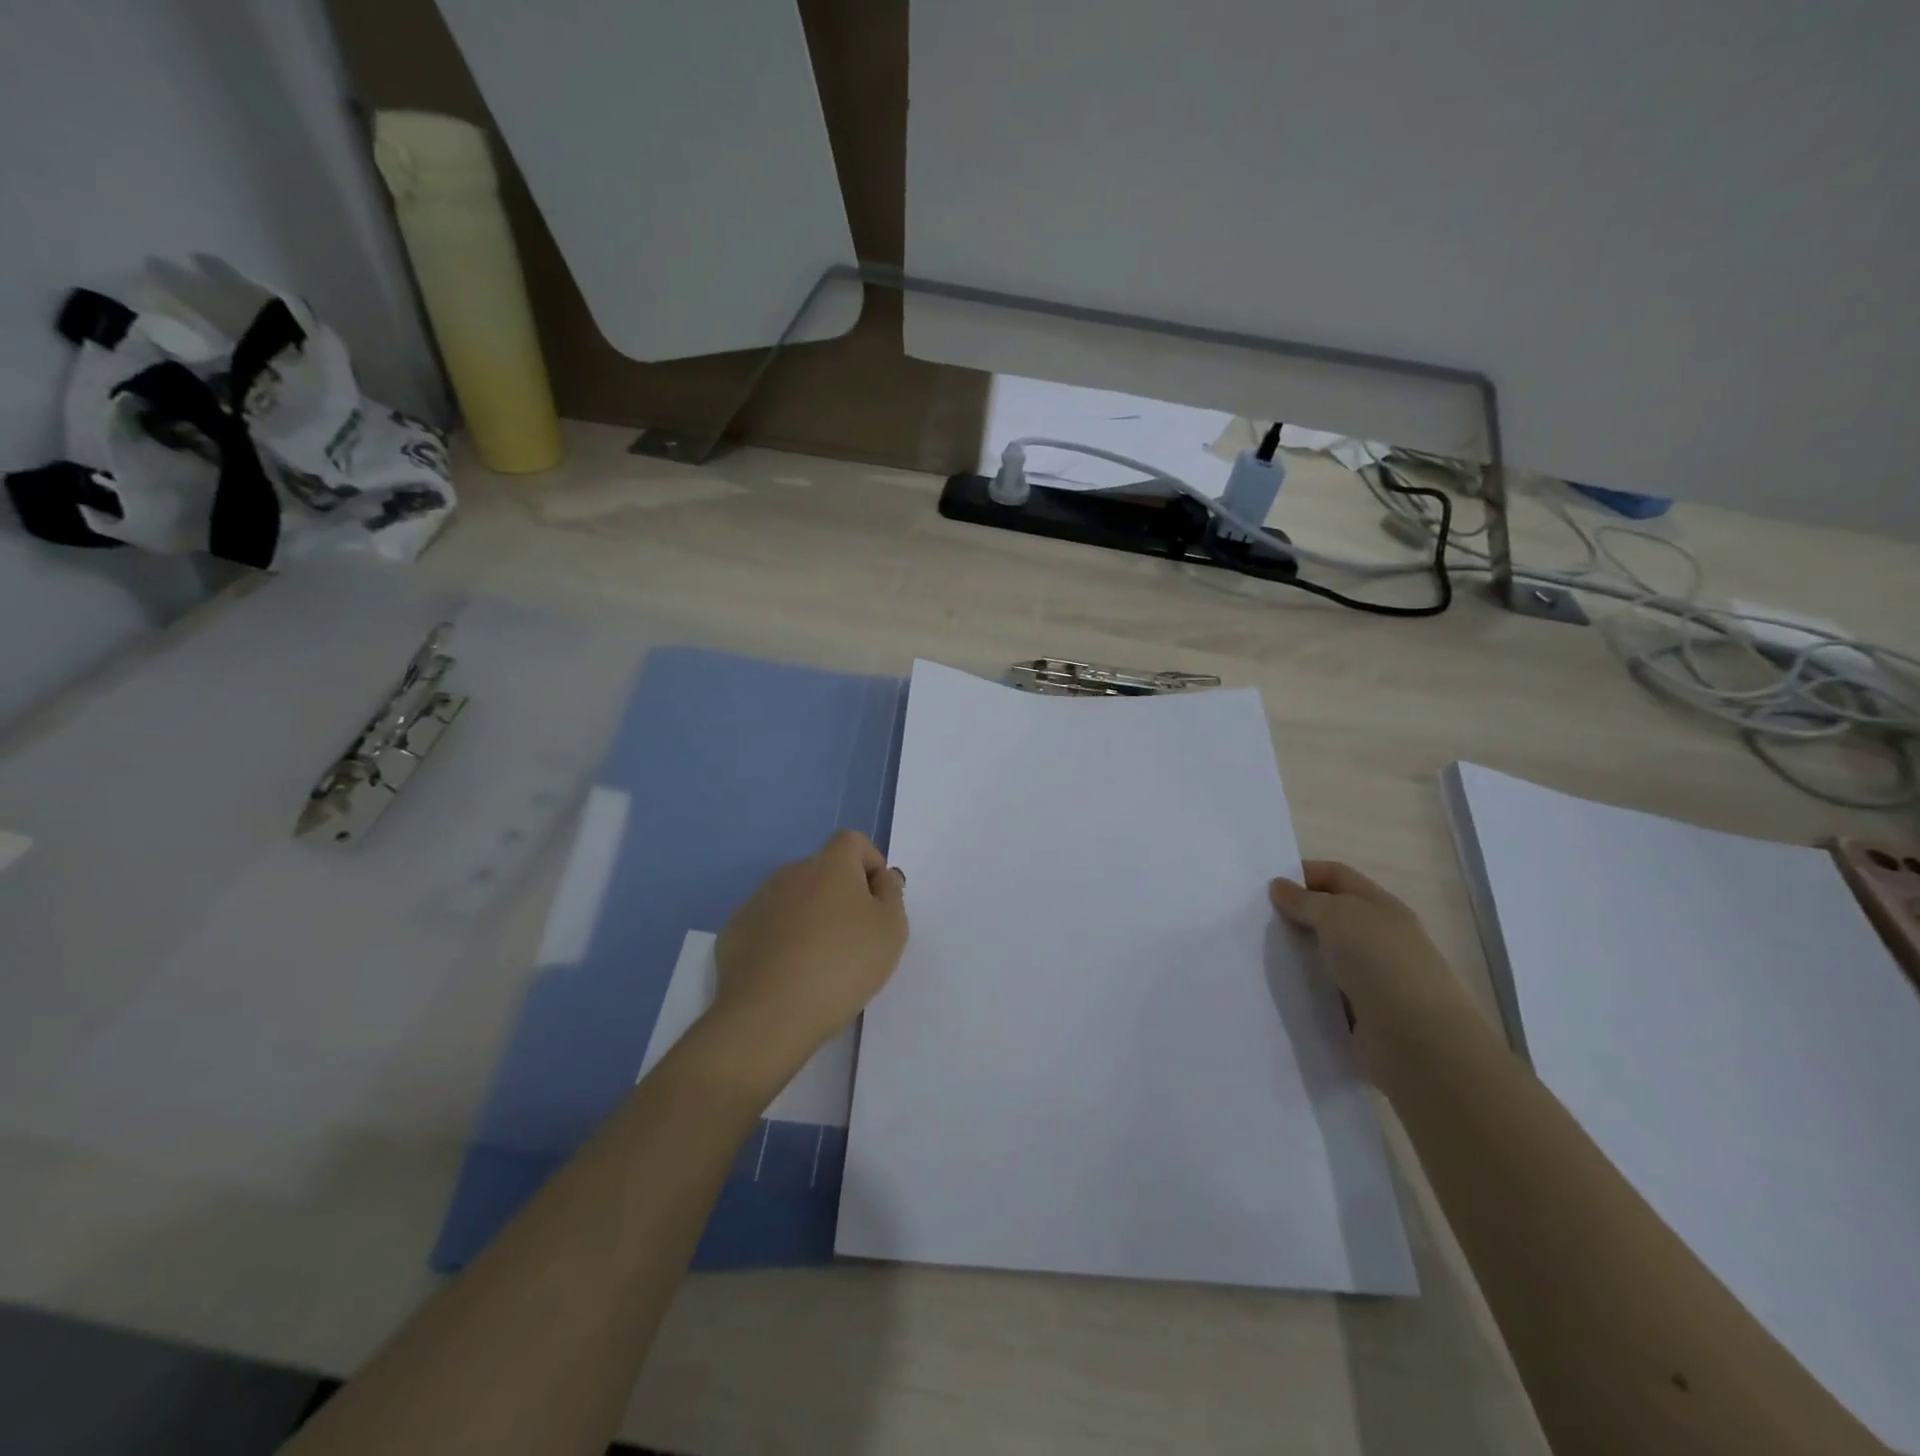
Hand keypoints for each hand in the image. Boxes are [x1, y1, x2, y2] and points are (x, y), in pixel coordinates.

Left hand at [708, 829, 907, 1076]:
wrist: (769, 1013)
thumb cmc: (842, 964)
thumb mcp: (891, 929)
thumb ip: (891, 894)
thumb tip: (881, 878)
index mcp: (830, 864)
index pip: (853, 842)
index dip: (870, 864)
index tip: (878, 902)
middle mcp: (791, 872)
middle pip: (823, 871)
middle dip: (840, 896)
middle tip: (854, 939)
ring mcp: (757, 901)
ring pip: (794, 900)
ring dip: (809, 918)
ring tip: (820, 963)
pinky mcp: (734, 933)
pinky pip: (768, 927)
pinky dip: (781, 941)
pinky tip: (788, 975)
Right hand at [1269, 860, 1468, 1070]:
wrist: (1418, 1041)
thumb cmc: (1380, 963)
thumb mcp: (1337, 916)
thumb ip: (1305, 901)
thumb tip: (1279, 886)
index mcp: (1380, 906)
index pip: (1337, 876)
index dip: (1302, 874)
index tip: (1265, 886)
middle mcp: (1378, 937)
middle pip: (1329, 915)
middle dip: (1294, 914)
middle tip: (1254, 918)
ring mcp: (1372, 977)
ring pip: (1324, 954)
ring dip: (1296, 953)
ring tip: (1257, 953)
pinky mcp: (1361, 1012)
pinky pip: (1323, 991)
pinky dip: (1303, 987)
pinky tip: (1277, 988)